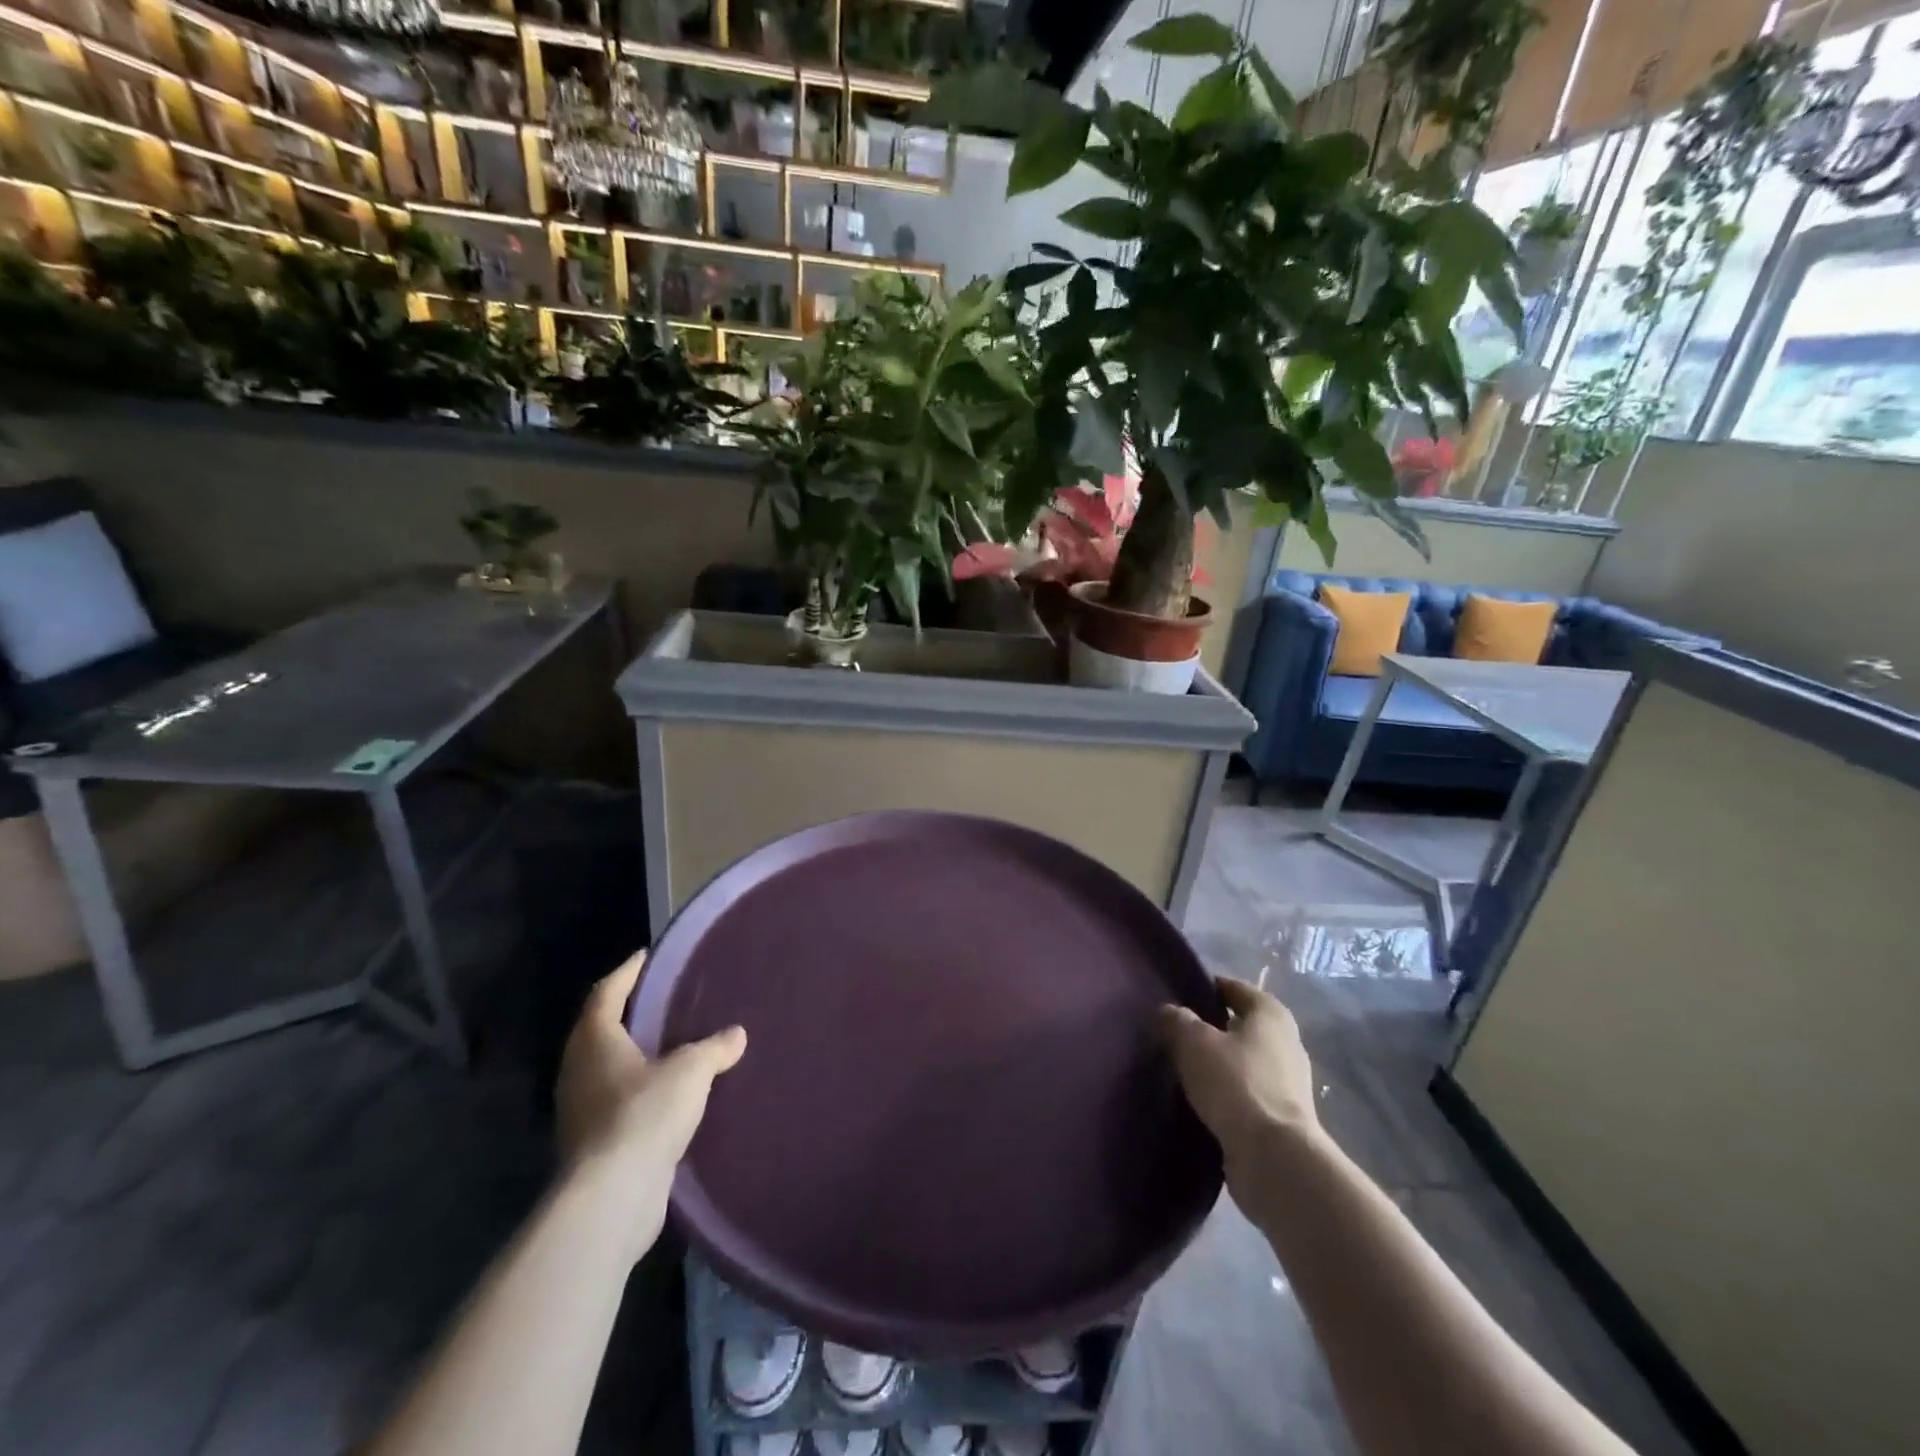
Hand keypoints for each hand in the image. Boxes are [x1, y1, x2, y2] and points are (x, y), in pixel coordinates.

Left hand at [555, 950, 746, 1186]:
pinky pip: (616, 1101)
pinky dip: (638, 1089)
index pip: (607, 992)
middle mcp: (579, 1070)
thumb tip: (736, 1034)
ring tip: (671, 1044)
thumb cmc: (645, 1114)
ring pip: (608, 1068)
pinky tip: (667, 1094)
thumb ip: (714, 1048)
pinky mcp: (593, 1143)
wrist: (613, 1197)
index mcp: (595, 1041)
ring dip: (634, 1055)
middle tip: (663, 998)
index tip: (647, 956)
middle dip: (629, 1013)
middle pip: (601, 1029)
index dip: (627, 972)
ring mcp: (581, 1110)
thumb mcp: (691, 1071)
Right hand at [1160, 977, 1323, 1184]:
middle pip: (1241, 1025)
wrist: (1274, 1157)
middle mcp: (1286, 1042)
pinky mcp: (1282, 1117)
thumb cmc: (1235, 1083)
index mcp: (1271, 1014)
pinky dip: (1226, 1093)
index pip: (1234, 988)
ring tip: (1183, 1069)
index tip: (1177, 997)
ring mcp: (1288, 1083)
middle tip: (1176, 1033)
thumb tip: (1169, 1012)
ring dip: (1218, 1064)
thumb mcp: (1194, 1042)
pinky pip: (1247, 1093)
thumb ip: (1177, 1020)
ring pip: (1243, 1061)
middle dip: (1211, 1028)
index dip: (1206, 988)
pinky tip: (1201, 1101)